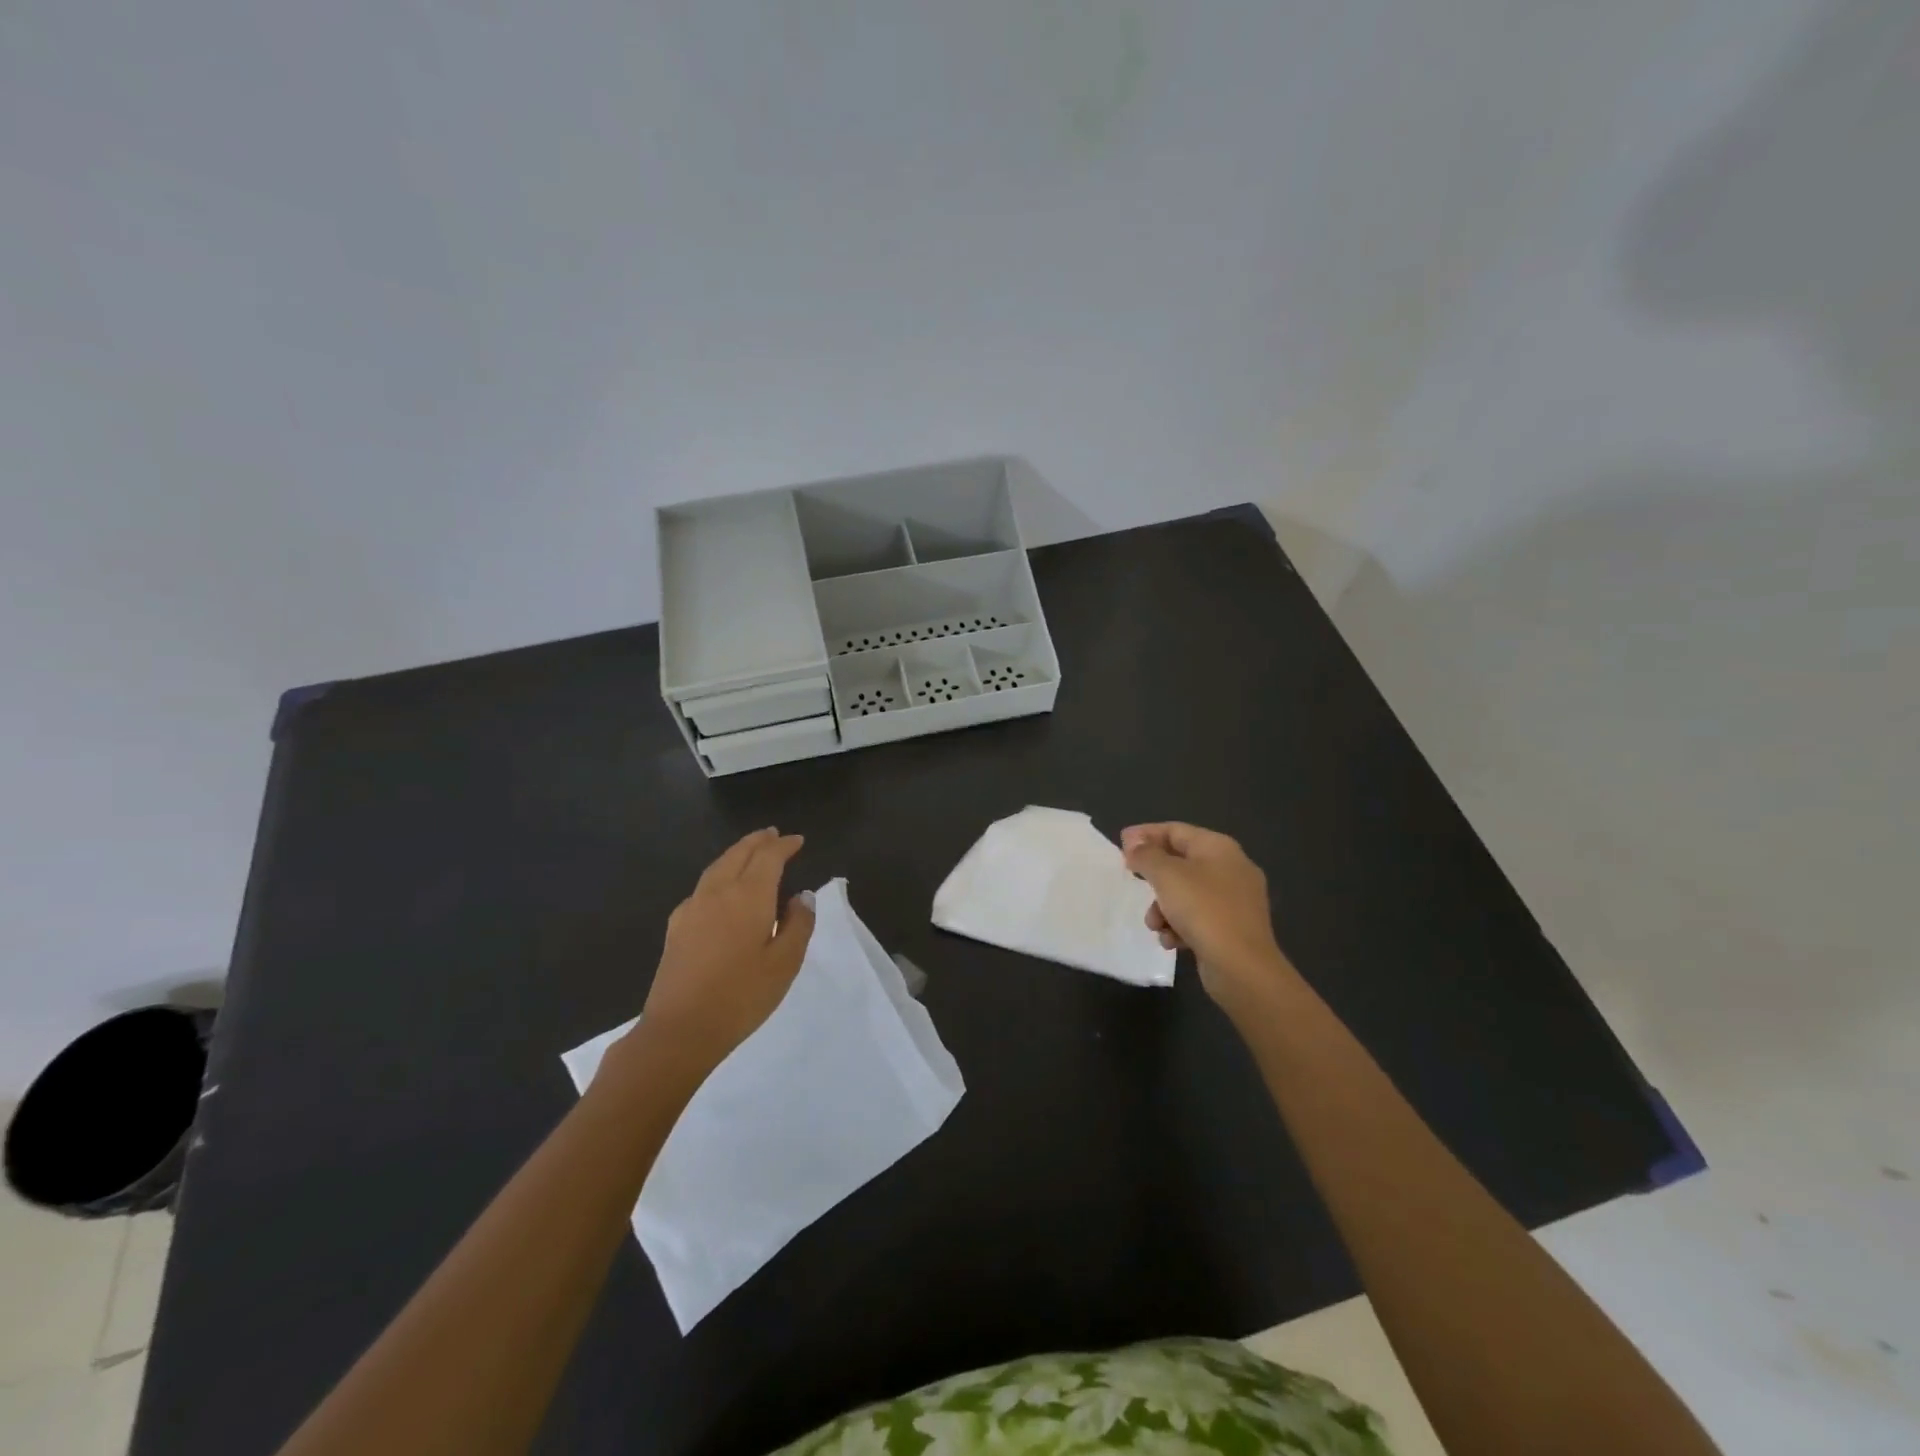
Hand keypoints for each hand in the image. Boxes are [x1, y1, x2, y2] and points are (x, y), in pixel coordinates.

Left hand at [623, 828, 814, 1079]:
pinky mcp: (677, 926)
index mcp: (748, 896)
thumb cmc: (741, 997)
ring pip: (717, 866)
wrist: (679, 1030)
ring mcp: (693, 907)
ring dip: (737, 853)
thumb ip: (798, 925)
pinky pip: (703, 886)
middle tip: (773, 835)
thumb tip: (801, 896)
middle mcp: (718, 892)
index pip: (769, 857)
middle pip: (739, 854)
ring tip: (750, 852)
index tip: (798, 840)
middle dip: (758, 841)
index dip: (784, 845)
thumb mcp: (785, 964)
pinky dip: (720, 874)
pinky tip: (722, 890)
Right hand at [1120, 822, 1298, 1019]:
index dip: (1146, 834)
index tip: (1120, 844)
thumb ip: (1146, 855)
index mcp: (1219, 848)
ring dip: (1163, 907)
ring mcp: (1235, 900)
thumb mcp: (1167, 876)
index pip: (1176, 830)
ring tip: (1154, 924)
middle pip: (1181, 862)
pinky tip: (1172, 940)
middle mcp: (1231, 868)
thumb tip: (1134, 843)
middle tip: (1132, 880)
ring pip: (1187, 893)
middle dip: (1154, 876)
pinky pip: (1199, 918)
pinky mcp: (1233, 928)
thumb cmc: (1203, 910)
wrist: (1242, 967)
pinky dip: (1181, 925)